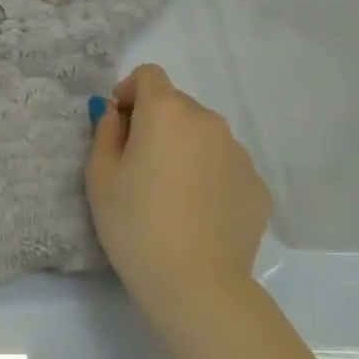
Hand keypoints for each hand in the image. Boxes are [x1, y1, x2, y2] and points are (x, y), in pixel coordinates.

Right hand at [86, 64, 270, 333]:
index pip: (149, 75)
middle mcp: (208, 121)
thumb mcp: (99, 175)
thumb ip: (105, 131)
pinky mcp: (258, 186)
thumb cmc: (134, 223)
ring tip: (170, 194)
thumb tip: (117, 114)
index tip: (119, 126)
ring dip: (185, 149)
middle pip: (177, 105)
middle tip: (140, 166)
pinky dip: (208, 177)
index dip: (129, 93)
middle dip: (156, 123)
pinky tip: (197, 214)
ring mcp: (239, 153)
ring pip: (203, 136)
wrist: (195, 283)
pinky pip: (225, 166)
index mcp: (167, 111)